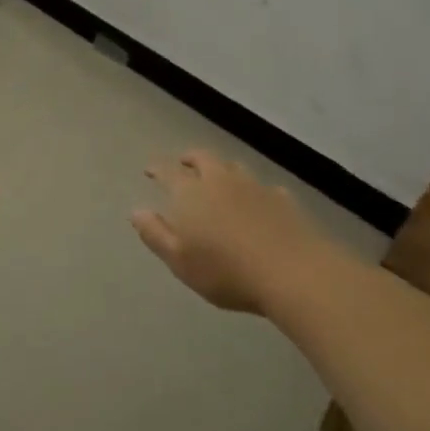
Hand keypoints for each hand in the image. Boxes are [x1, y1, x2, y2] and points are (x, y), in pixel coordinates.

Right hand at [132, 150, 329, 312]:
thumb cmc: (226, 271)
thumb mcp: (179, 260)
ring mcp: (254, 187)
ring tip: (218, 176)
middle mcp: (220, 181)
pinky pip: (264, 187)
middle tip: (184, 162)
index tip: (149, 170)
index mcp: (190, 193)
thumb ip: (155, 234)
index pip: (168, 172)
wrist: (293, 272)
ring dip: (222, 169)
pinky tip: (258, 200)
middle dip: (190, 158)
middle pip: (203, 159)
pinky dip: (255, 190)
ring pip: (234, 168)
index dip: (157, 169)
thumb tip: (136, 211)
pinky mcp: (283, 199)